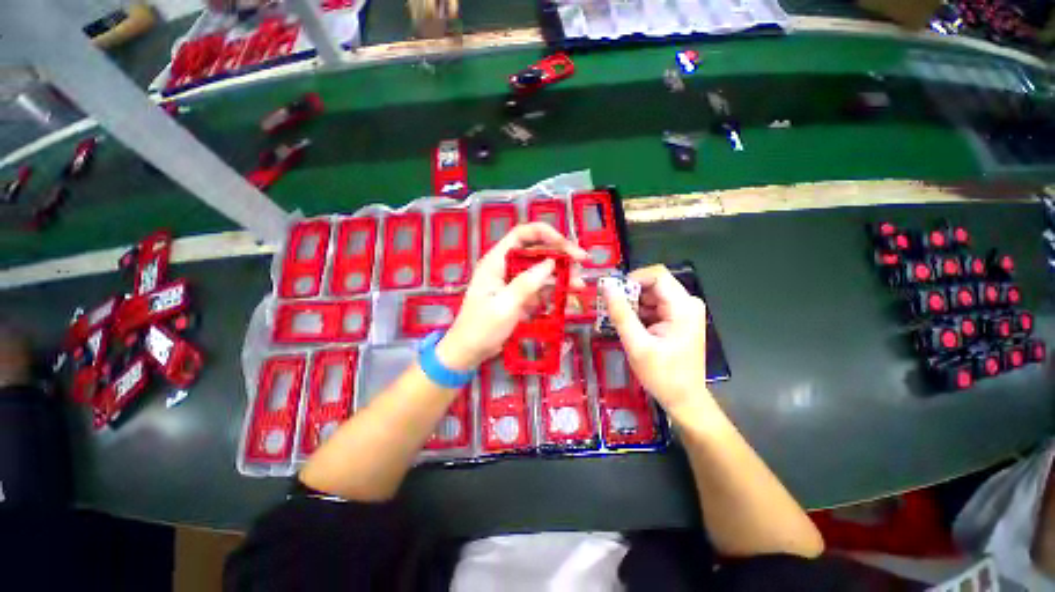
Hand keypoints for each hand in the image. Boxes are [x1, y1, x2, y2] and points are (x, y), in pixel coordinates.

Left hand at [436, 223, 587, 371]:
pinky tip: (568, 299)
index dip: (546, 234)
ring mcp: (514, 282)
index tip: (567, 246)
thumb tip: (551, 262)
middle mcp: (506, 266)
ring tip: (579, 286)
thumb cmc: (480, 328)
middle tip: (582, 264)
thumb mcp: (504, 306)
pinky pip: (541, 288)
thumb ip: (527, 283)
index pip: (522, 234)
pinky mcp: (520, 296)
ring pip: (542, 270)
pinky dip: (555, 292)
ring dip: (561, 275)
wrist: (469, 352)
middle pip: (536, 251)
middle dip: (560, 256)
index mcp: (496, 261)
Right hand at [603, 265, 710, 417]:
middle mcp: (687, 303)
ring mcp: (684, 311)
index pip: (656, 275)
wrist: (684, 399)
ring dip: (632, 305)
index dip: (632, 279)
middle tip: (611, 310)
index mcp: (683, 307)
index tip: (613, 294)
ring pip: (651, 295)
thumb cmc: (663, 375)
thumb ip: (621, 314)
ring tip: (617, 321)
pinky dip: (639, 313)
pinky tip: (629, 327)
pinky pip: (654, 306)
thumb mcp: (637, 345)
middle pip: (653, 284)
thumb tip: (607, 287)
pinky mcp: (678, 319)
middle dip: (629, 294)